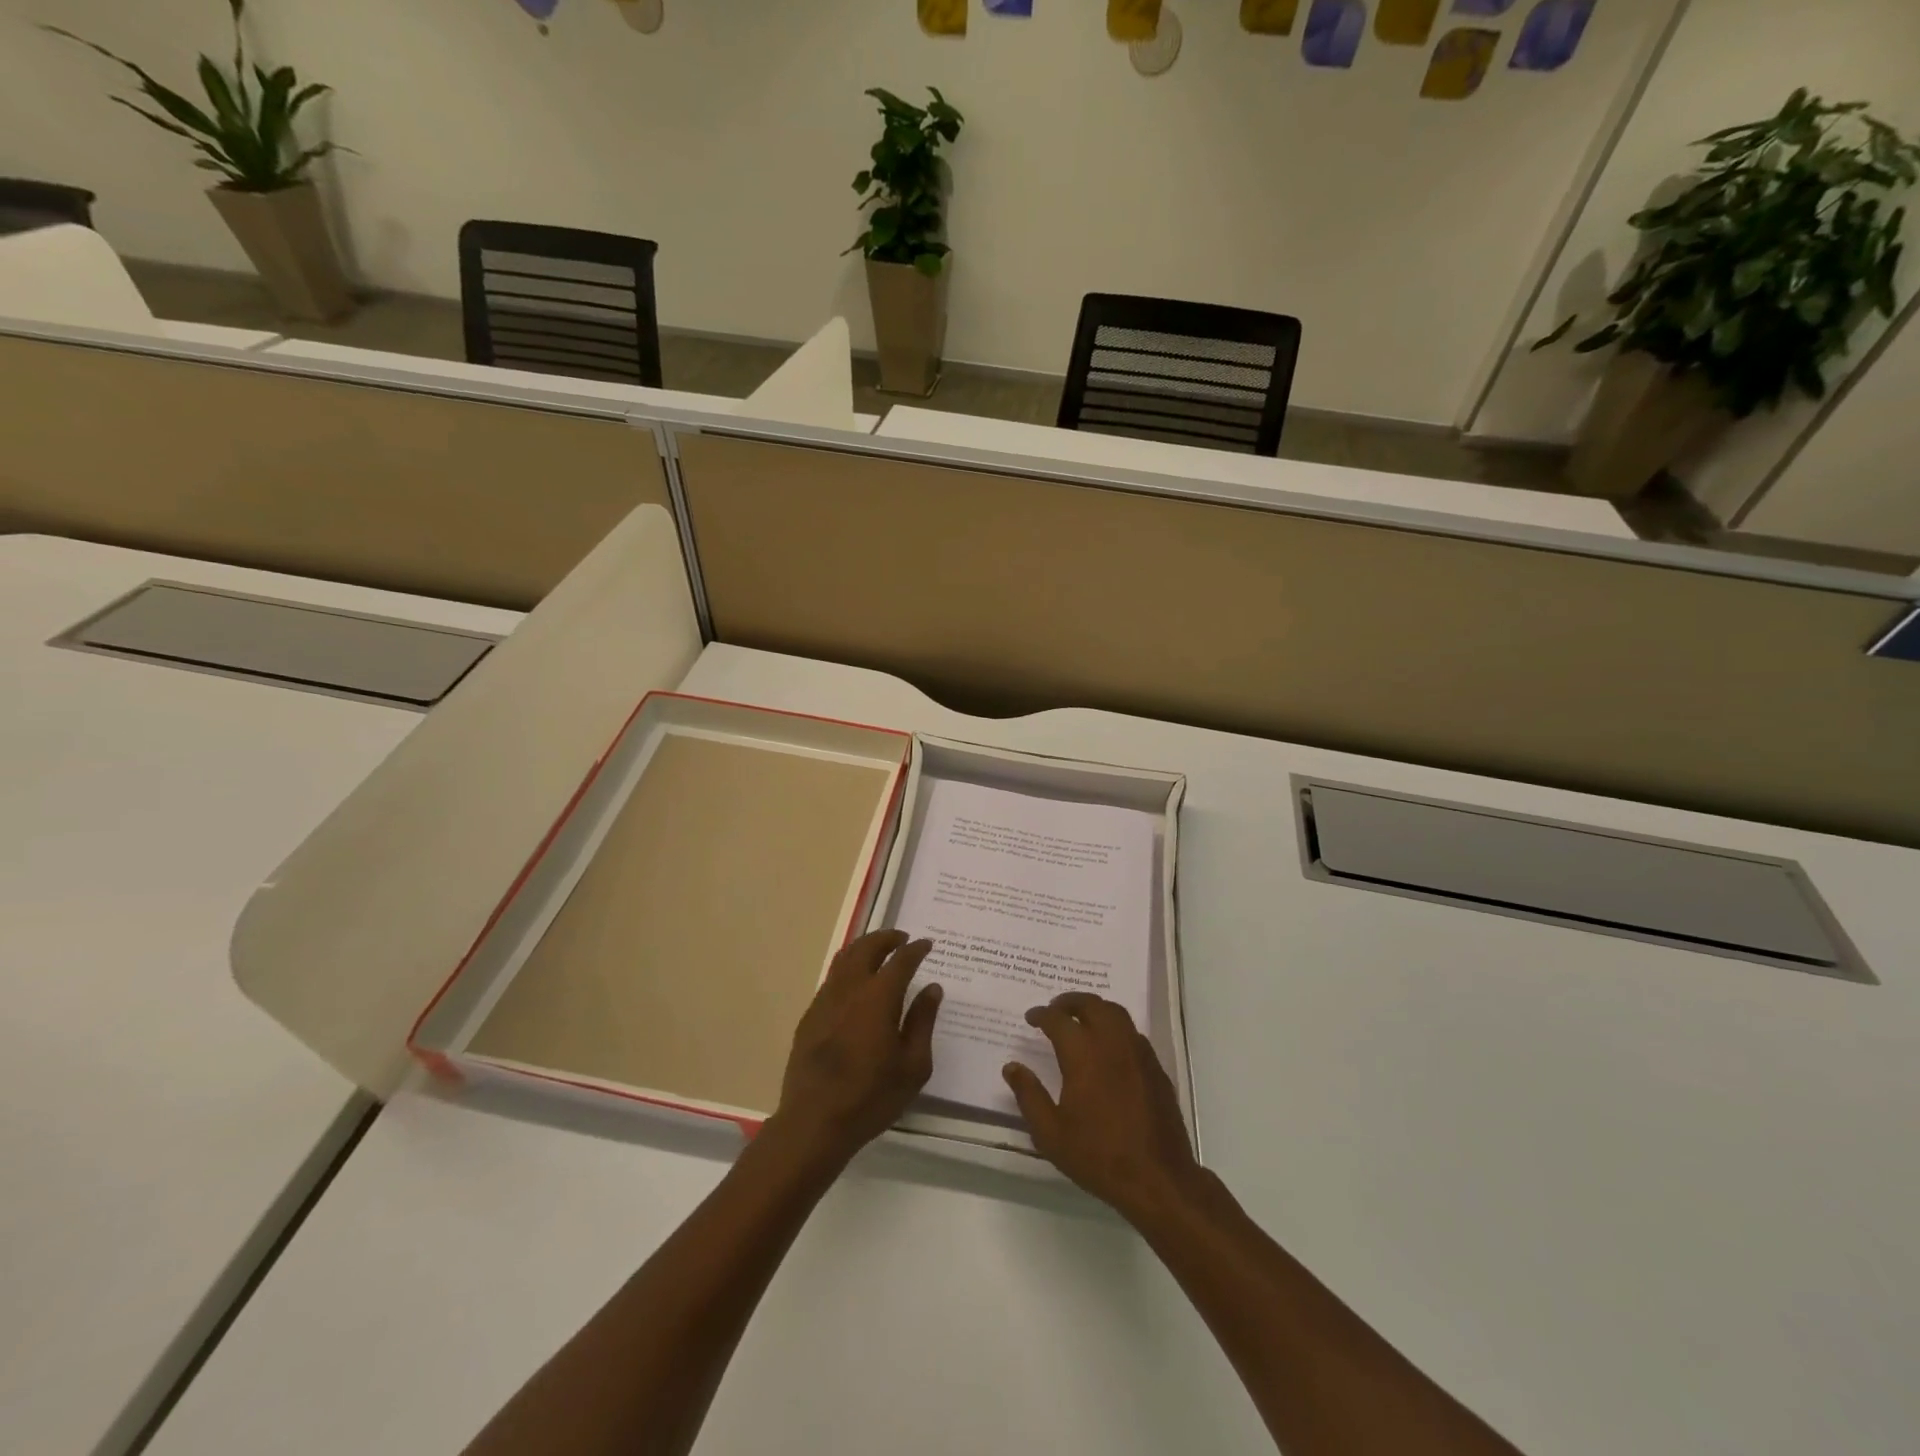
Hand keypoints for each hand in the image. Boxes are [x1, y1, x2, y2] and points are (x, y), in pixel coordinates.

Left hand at [766, 930, 941, 1174]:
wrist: (814, 1121)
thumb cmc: (871, 1096)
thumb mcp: (913, 1065)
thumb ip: (923, 1021)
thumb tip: (932, 988)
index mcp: (879, 997)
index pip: (900, 960)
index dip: (915, 949)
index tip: (926, 944)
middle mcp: (850, 989)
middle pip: (867, 947)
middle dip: (886, 937)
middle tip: (901, 938)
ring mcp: (825, 1000)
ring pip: (844, 958)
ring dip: (864, 947)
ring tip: (878, 951)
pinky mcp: (809, 1016)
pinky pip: (831, 979)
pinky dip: (847, 969)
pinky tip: (855, 985)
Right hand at [1004, 992, 1201, 1224]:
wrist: (1157, 1178)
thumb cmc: (1098, 1155)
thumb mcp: (1051, 1133)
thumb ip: (1029, 1096)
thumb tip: (1012, 1067)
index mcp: (1083, 1054)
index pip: (1058, 1020)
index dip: (1042, 1015)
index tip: (1031, 1017)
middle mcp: (1112, 1043)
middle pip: (1091, 1004)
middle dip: (1070, 1001)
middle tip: (1055, 1008)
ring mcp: (1138, 1052)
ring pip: (1116, 1013)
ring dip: (1095, 1008)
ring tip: (1081, 1019)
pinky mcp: (1155, 1067)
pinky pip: (1132, 1033)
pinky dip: (1115, 1027)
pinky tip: (1109, 1046)